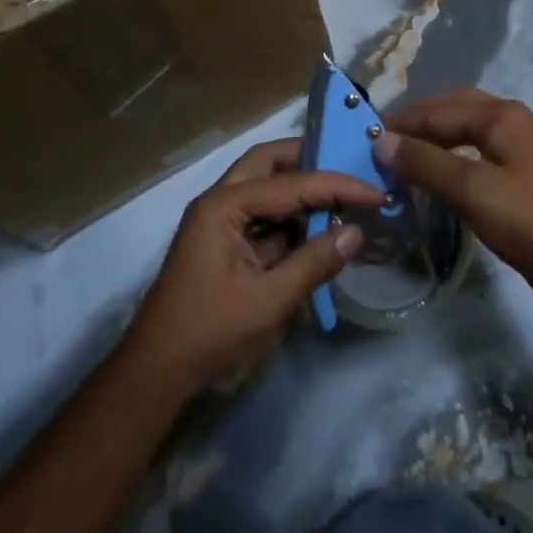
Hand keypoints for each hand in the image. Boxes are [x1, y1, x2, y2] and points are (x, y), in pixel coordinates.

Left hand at [123, 138, 382, 394]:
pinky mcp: (224, 242)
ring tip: (342, 196)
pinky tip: (318, 228)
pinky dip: (290, 218)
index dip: (336, 186)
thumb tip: (357, 232)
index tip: (375, 192)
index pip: (291, 183)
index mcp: (224, 206)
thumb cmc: (210, 332)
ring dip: (300, 190)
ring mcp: (219, 221)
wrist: (157, 372)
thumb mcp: (269, 301)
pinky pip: (262, 216)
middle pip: (268, 163)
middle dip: (309, 160)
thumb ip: (314, 263)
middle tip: (348, 167)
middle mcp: (219, 201)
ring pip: (264, 186)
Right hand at [376, 89, 532, 309]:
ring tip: (406, 153)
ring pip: (468, 125)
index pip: (439, 111)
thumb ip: (425, 163)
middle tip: (386, 141)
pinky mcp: (526, 168)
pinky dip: (454, 150)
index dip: (403, 124)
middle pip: (455, 107)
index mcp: (502, 115)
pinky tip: (441, 169)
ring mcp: (524, 142)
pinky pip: (480, 145)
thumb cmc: (528, 223)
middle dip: (419, 120)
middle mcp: (513, 118)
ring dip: (436, 134)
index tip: (368, 139)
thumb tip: (382, 141)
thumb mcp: (472, 191)